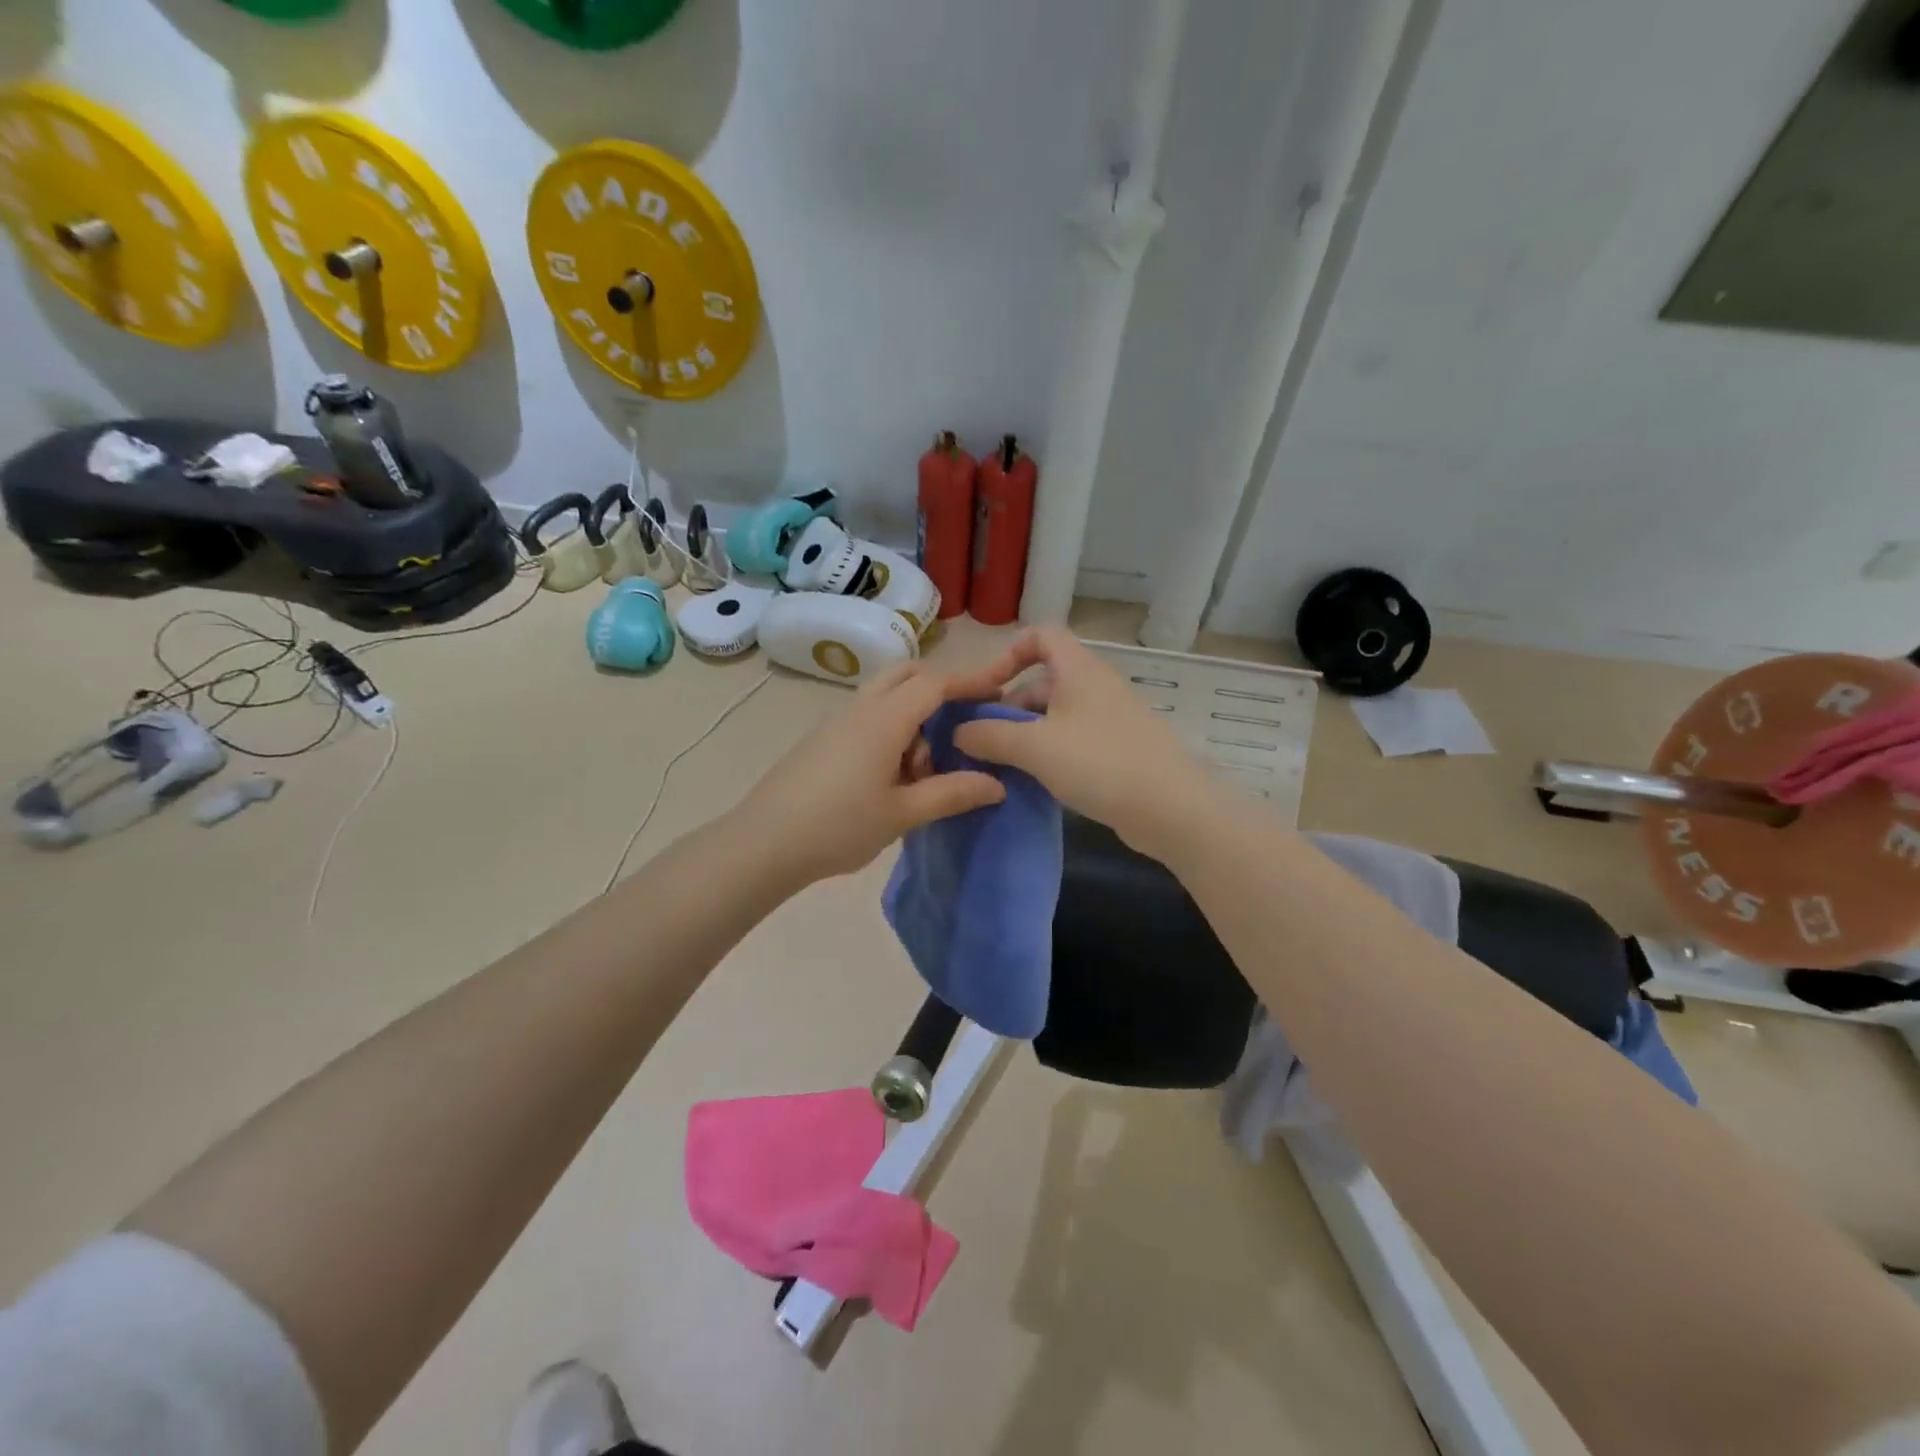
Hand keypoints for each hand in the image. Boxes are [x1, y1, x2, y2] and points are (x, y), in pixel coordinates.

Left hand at [736, 663, 1007, 886]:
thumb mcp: (902, 814)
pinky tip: (892, 777)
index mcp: (884, 719)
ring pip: (885, 697)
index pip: (934, 683)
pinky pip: (867, 718)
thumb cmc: (839, 826)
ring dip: (913, 716)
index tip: (999, 691)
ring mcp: (837, 722)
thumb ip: (951, 794)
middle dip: (939, 688)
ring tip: (924, 770)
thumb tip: (996, 784)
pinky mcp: (822, 739)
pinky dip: (891, 730)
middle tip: (962, 723)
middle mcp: (860, 708)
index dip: (970, 682)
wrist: (763, 842)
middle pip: (906, 676)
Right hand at [950, 626, 1222, 856]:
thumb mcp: (1035, 747)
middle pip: (1043, 681)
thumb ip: (990, 735)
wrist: (1172, 809)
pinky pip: (1073, 741)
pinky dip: (1050, 754)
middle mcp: (1096, 686)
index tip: (987, 689)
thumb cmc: (1100, 763)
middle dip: (1009, 707)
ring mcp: (1110, 719)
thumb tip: (959, 732)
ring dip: (1026, 735)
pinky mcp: (1118, 750)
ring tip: (1003, 767)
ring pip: (1056, 715)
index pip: (1041, 635)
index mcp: (1079, 670)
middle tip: (984, 742)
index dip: (1009, 653)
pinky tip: (1035, 782)